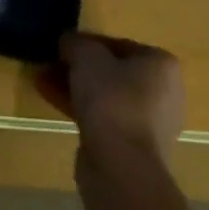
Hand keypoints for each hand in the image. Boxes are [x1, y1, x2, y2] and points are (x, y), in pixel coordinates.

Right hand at [36, 32, 185, 160]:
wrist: (120, 167)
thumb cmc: (111, 99)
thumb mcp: (86, 55)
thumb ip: (76, 43)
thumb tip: (68, 42)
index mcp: (162, 65)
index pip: (120, 45)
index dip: (89, 43)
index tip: (65, 47)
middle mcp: (164, 94)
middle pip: (113, 72)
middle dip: (80, 68)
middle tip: (53, 63)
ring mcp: (151, 125)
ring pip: (106, 97)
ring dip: (76, 88)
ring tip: (44, 80)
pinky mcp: (134, 150)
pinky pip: (104, 120)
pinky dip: (81, 109)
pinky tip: (51, 100)